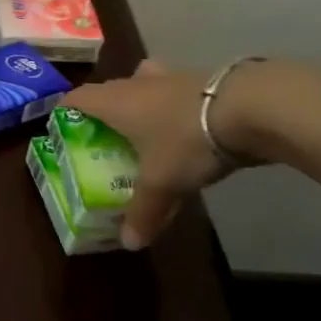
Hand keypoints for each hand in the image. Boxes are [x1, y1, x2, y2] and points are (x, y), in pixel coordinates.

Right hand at [66, 58, 233, 249]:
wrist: (256, 107)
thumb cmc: (189, 140)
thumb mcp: (162, 183)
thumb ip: (143, 212)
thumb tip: (129, 243)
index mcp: (115, 102)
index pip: (77, 99)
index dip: (66, 113)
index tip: (64, 130)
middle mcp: (138, 84)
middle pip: (110, 90)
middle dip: (104, 110)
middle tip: (106, 137)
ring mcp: (174, 77)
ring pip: (146, 82)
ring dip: (142, 100)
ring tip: (146, 126)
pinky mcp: (207, 80)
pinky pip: (178, 91)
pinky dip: (176, 106)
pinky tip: (188, 126)